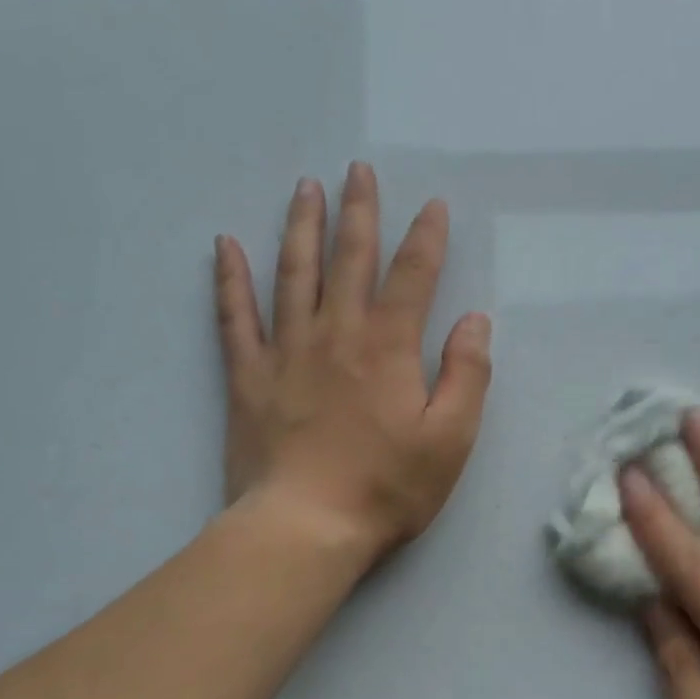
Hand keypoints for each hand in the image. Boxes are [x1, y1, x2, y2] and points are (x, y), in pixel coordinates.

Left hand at [214, 162, 491, 561]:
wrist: (305, 528)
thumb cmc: (387, 488)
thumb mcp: (451, 439)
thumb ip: (468, 375)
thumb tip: (474, 321)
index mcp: (388, 348)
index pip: (413, 277)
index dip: (426, 238)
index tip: (433, 206)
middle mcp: (336, 335)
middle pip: (349, 259)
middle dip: (358, 212)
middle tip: (358, 170)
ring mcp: (286, 352)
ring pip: (293, 274)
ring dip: (301, 227)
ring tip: (306, 188)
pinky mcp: (248, 378)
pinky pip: (235, 318)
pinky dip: (229, 280)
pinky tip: (225, 246)